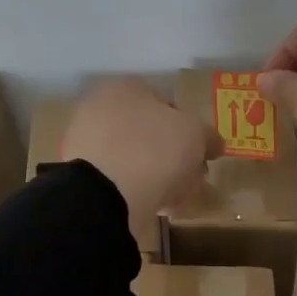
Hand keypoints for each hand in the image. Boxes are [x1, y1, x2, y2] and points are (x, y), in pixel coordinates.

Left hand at [61, 77, 222, 238]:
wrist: (107, 194)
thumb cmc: (155, 149)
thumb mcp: (196, 135)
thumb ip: (208, 136)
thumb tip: (214, 144)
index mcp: (124, 88)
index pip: (166, 103)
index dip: (190, 129)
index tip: (202, 153)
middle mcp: (99, 109)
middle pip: (150, 133)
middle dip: (175, 156)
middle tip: (194, 178)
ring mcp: (86, 145)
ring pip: (135, 159)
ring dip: (160, 176)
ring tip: (179, 198)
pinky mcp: (82, 178)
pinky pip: (120, 181)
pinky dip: (140, 191)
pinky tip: (159, 207)